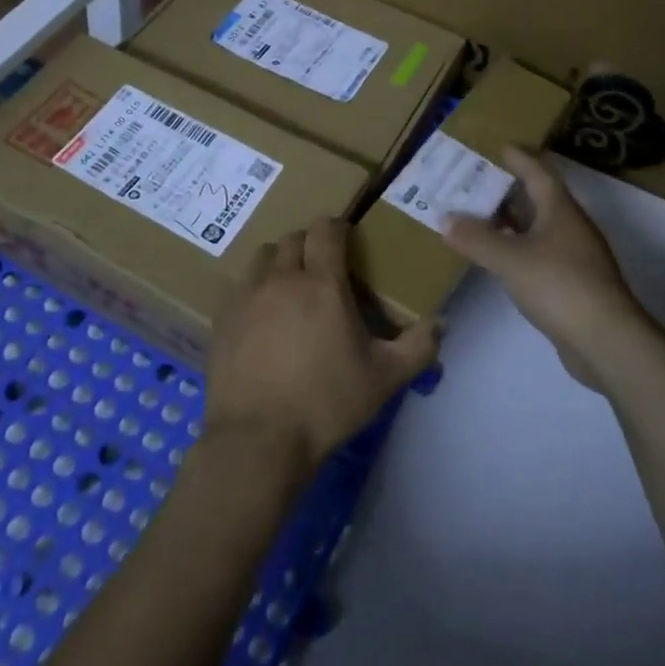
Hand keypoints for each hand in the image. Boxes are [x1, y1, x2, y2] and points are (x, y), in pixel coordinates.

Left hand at [205, 218, 441, 481]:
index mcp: (321, 282)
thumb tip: (442, 322)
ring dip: (279, 261)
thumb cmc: (326, 403)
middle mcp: (281, 278)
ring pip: (262, 257)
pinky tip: (262, 317)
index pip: (326, 228)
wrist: (258, 440)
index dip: (337, 226)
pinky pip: (239, 286)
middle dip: (309, 244)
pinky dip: (254, 289)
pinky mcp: (222, 318)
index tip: (347, 239)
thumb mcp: (384, 379)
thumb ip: (418, 347)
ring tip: (290, 286)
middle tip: (322, 267)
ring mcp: (246, 296)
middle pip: (292, 238)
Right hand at [444, 148, 651, 389]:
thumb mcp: (509, 259)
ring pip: (537, 228)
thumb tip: (445, 218)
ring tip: (477, 216)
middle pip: (537, 198)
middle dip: (507, 189)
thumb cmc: (558, 285)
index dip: (519, 157)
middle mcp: (570, 226)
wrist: (606, 341)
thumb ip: (475, 238)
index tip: (499, 146)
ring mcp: (574, 256)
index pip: (538, 171)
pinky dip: (517, 249)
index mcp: (560, 209)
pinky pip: (539, 254)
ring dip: (510, 221)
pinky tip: (497, 257)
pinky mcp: (572, 284)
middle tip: (474, 182)